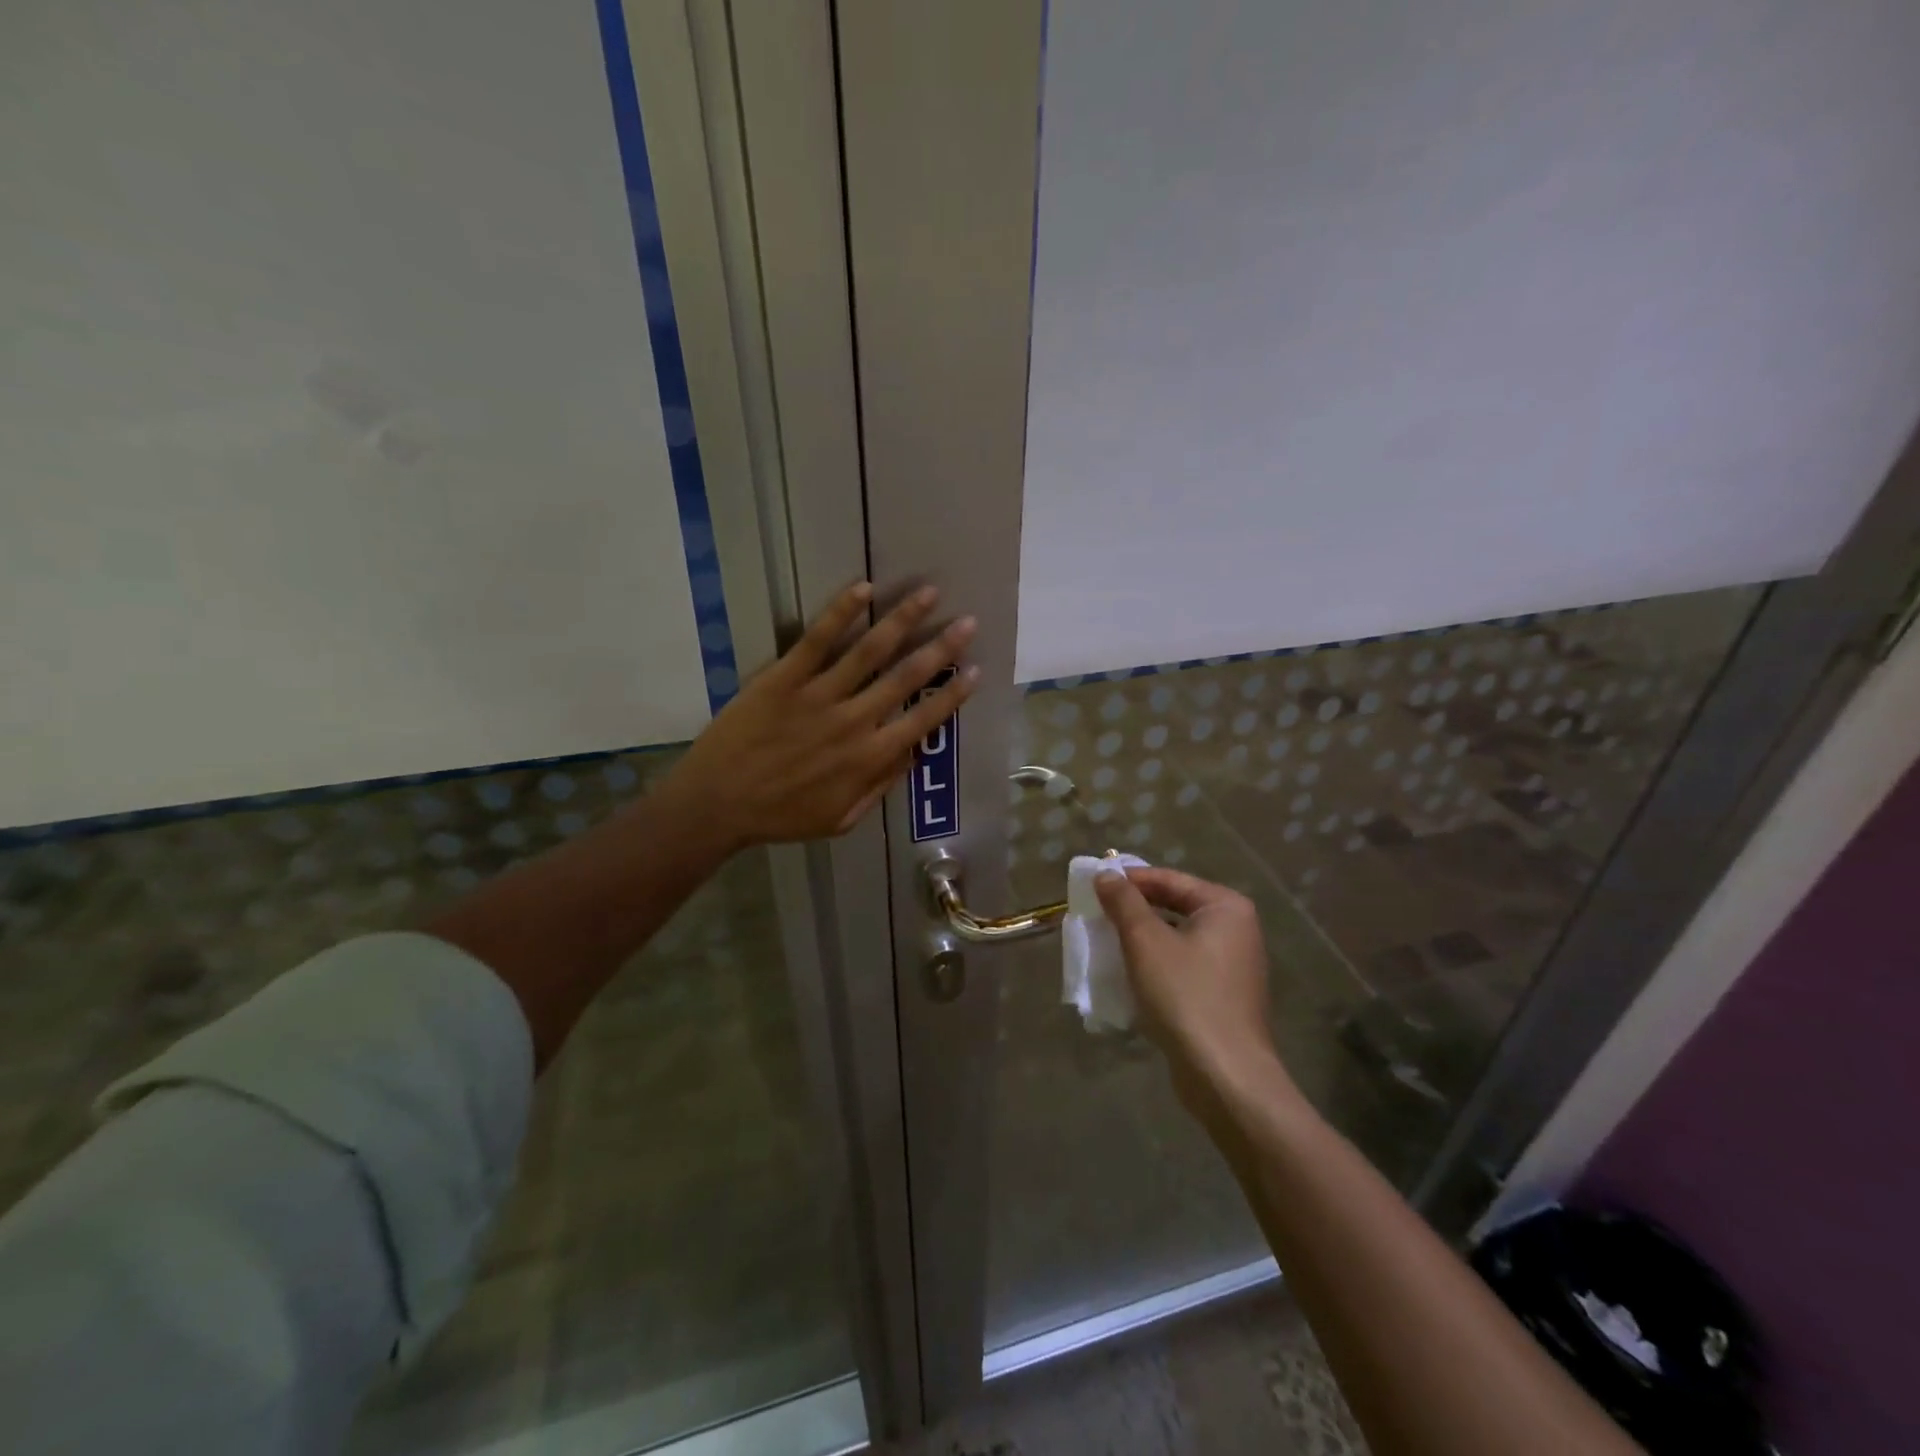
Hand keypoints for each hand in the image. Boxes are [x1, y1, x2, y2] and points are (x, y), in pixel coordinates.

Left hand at [662, 581, 978, 848]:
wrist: (717, 804)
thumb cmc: (781, 816)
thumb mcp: (841, 819)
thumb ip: (880, 786)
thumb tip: (913, 753)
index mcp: (869, 758)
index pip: (923, 719)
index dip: (953, 695)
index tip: (976, 671)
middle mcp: (853, 721)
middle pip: (907, 676)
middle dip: (942, 647)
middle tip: (968, 622)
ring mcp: (818, 696)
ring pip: (870, 651)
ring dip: (903, 619)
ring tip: (928, 593)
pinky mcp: (783, 678)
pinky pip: (817, 640)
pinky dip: (841, 612)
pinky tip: (863, 589)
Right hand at [1095, 867, 1285, 1090]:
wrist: (1224, 1075)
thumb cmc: (1185, 995)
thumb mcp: (1145, 941)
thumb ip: (1124, 901)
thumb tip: (1105, 874)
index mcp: (1225, 907)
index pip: (1169, 879)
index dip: (1129, 880)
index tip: (1093, 886)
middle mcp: (1236, 930)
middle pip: (1174, 907)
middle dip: (1134, 911)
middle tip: (1096, 913)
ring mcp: (1233, 966)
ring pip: (1176, 938)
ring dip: (1142, 939)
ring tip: (1106, 942)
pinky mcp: (1223, 997)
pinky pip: (1183, 966)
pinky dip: (1156, 965)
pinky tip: (1129, 975)